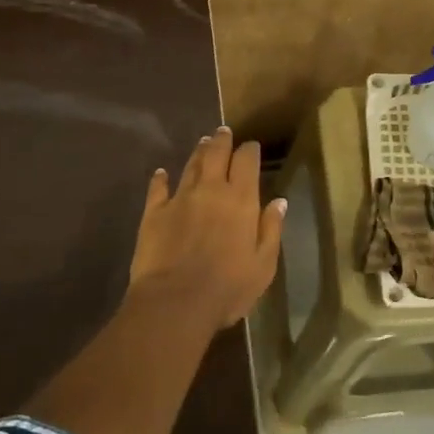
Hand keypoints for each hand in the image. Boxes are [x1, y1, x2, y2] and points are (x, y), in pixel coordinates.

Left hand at [129, 126, 285, 329]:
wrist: (175, 302)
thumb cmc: (228, 287)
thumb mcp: (263, 264)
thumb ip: (271, 229)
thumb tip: (279, 201)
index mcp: (240, 200)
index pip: (246, 162)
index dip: (249, 150)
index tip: (251, 146)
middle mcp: (210, 190)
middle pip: (216, 154)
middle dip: (222, 140)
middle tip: (223, 132)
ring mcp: (179, 199)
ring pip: (190, 166)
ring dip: (198, 152)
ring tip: (203, 143)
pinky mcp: (154, 213)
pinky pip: (158, 188)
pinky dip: (160, 178)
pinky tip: (161, 173)